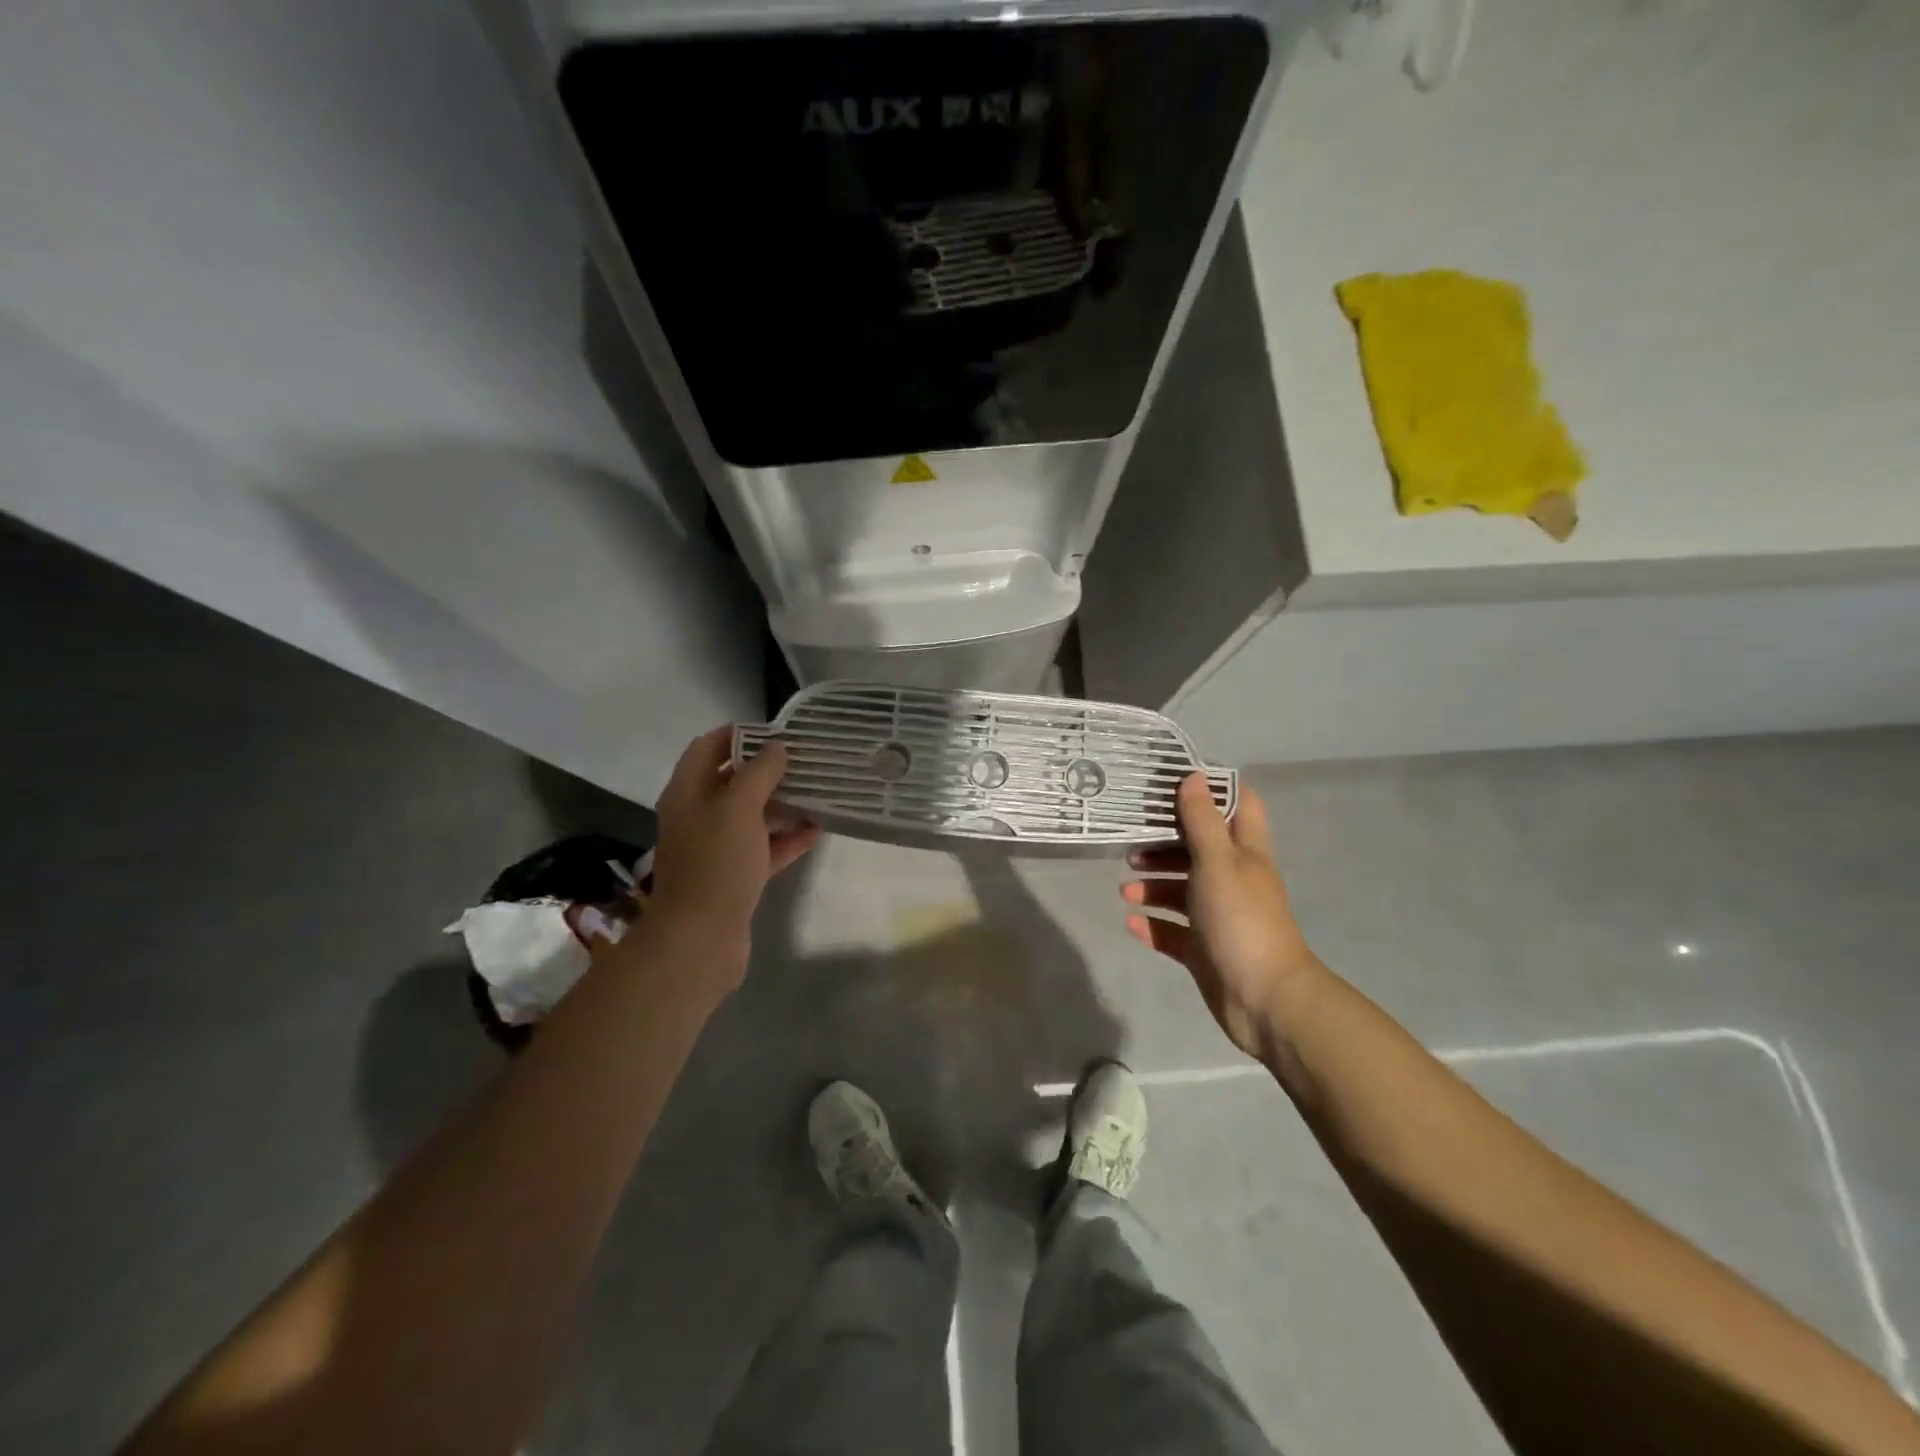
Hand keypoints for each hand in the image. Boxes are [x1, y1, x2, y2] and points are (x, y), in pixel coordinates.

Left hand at [643, 727, 818, 965]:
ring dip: (780, 804)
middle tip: (804, 760)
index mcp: (687, 793)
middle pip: (731, 782)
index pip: (707, 748)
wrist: (700, 939)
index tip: (776, 731)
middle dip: (766, 769)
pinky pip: (763, 849)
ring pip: (751, 817)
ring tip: (816, 791)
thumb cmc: (716, 863)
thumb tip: (777, 748)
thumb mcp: (739, 807)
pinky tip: (815, 831)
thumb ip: (759, 773)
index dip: (738, 735)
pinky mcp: (735, 877)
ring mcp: (716, 850)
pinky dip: (786, 839)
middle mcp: (698, 817)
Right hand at [1123, 777, 1323, 1061]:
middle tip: (1131, 843)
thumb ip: (1202, 821)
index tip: (1173, 783)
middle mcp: (1232, 880)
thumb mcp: (1218, 862)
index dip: (1210, 791)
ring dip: (1153, 887)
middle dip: (1164, 844)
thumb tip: (1194, 776)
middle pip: (1197, 850)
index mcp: (1244, 854)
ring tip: (1125, 890)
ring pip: (1181, 891)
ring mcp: (1218, 917)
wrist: (1264, 999)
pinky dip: (1152, 925)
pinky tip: (1131, 923)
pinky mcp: (1203, 950)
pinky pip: (1172, 932)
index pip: (1237, 807)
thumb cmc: (1241, 919)